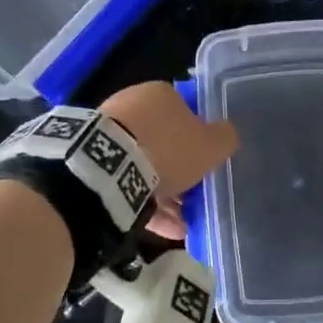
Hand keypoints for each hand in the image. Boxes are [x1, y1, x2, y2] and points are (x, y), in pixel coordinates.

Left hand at [101, 82, 237, 238]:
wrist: (108, 169)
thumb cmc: (167, 149)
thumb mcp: (211, 145)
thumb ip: (224, 138)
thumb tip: (227, 134)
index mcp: (160, 94)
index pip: (187, 113)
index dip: (200, 140)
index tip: (207, 164)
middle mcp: (133, 106)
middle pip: (164, 141)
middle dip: (180, 170)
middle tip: (195, 196)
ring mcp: (110, 133)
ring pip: (145, 164)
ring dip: (164, 192)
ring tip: (181, 223)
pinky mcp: (95, 161)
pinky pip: (126, 181)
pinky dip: (144, 202)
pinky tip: (163, 228)